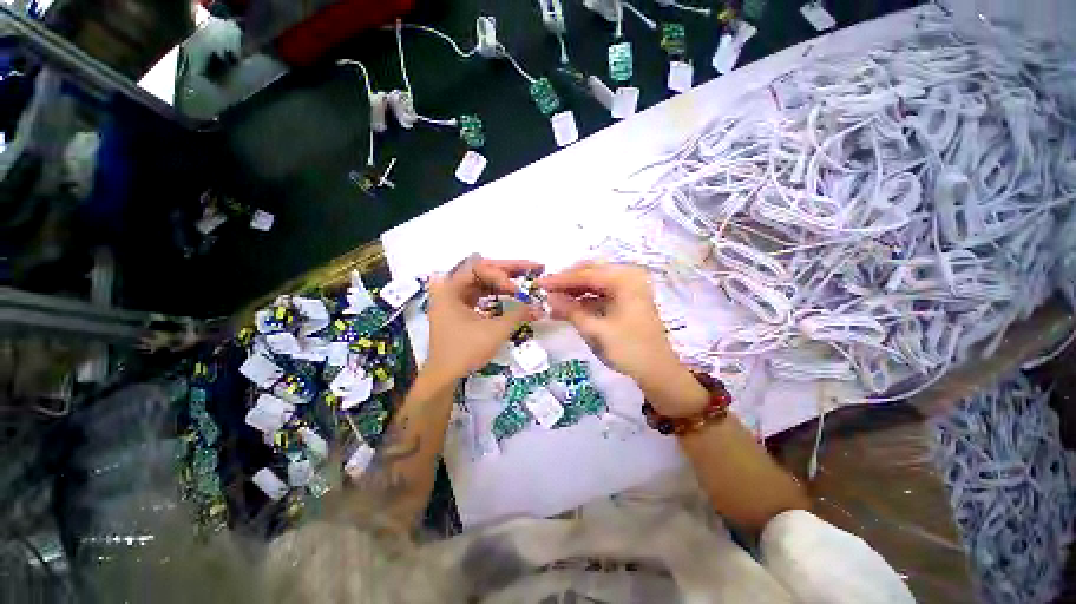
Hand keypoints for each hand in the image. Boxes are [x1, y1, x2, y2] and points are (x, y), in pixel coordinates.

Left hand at [424, 255, 544, 384]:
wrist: (445, 377)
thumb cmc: (465, 351)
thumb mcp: (495, 331)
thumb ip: (518, 313)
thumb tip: (538, 304)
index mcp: (451, 289)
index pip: (480, 268)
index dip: (501, 274)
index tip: (517, 289)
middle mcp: (451, 289)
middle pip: (484, 271)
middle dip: (509, 270)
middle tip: (534, 267)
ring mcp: (455, 299)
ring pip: (484, 282)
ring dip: (505, 281)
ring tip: (527, 279)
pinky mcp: (461, 309)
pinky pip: (482, 294)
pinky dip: (498, 293)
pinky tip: (513, 293)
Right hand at [538, 262, 706, 415]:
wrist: (658, 372)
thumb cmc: (629, 349)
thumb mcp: (595, 330)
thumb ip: (571, 310)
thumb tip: (549, 297)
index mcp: (624, 279)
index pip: (585, 274)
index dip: (560, 280)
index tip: (538, 284)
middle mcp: (628, 277)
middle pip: (590, 273)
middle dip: (567, 283)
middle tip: (545, 291)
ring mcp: (628, 288)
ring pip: (594, 283)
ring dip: (574, 292)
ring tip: (552, 303)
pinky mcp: (626, 301)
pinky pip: (600, 294)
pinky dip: (584, 301)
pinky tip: (567, 310)